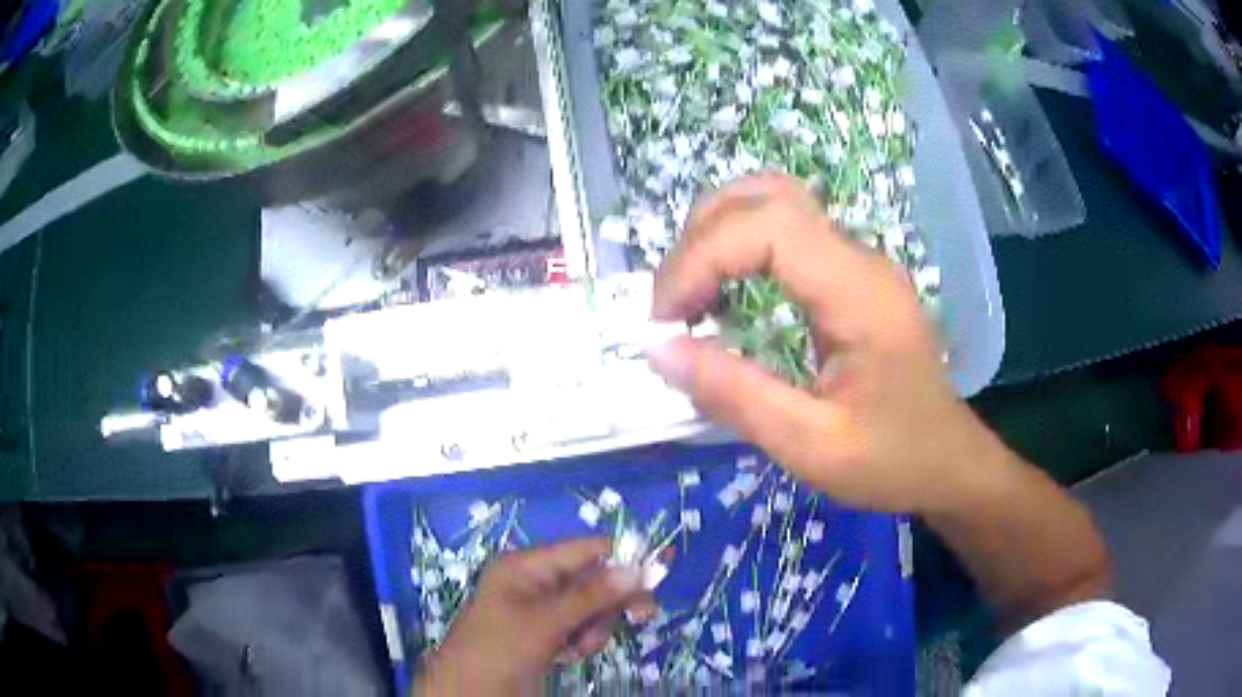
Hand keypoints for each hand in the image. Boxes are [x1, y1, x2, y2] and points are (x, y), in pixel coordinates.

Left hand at [414, 538, 653, 695]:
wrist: (471, 692)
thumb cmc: (500, 647)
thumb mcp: (546, 620)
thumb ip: (593, 595)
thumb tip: (639, 568)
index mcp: (526, 566)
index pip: (584, 550)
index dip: (622, 556)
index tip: (662, 565)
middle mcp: (535, 582)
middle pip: (592, 580)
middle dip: (609, 602)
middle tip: (644, 615)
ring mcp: (540, 610)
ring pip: (591, 608)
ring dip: (594, 628)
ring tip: (576, 647)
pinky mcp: (545, 634)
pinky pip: (580, 628)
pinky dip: (582, 641)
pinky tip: (566, 655)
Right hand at [646, 173, 1005, 513]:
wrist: (950, 465)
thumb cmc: (893, 461)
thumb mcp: (811, 446)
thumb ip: (734, 395)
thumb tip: (657, 348)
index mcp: (858, 293)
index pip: (766, 226)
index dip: (701, 258)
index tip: (665, 321)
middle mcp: (859, 259)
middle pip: (765, 196)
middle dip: (700, 238)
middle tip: (672, 307)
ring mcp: (857, 263)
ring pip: (774, 204)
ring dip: (716, 235)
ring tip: (689, 298)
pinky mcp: (851, 278)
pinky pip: (785, 235)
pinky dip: (738, 250)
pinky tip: (724, 296)